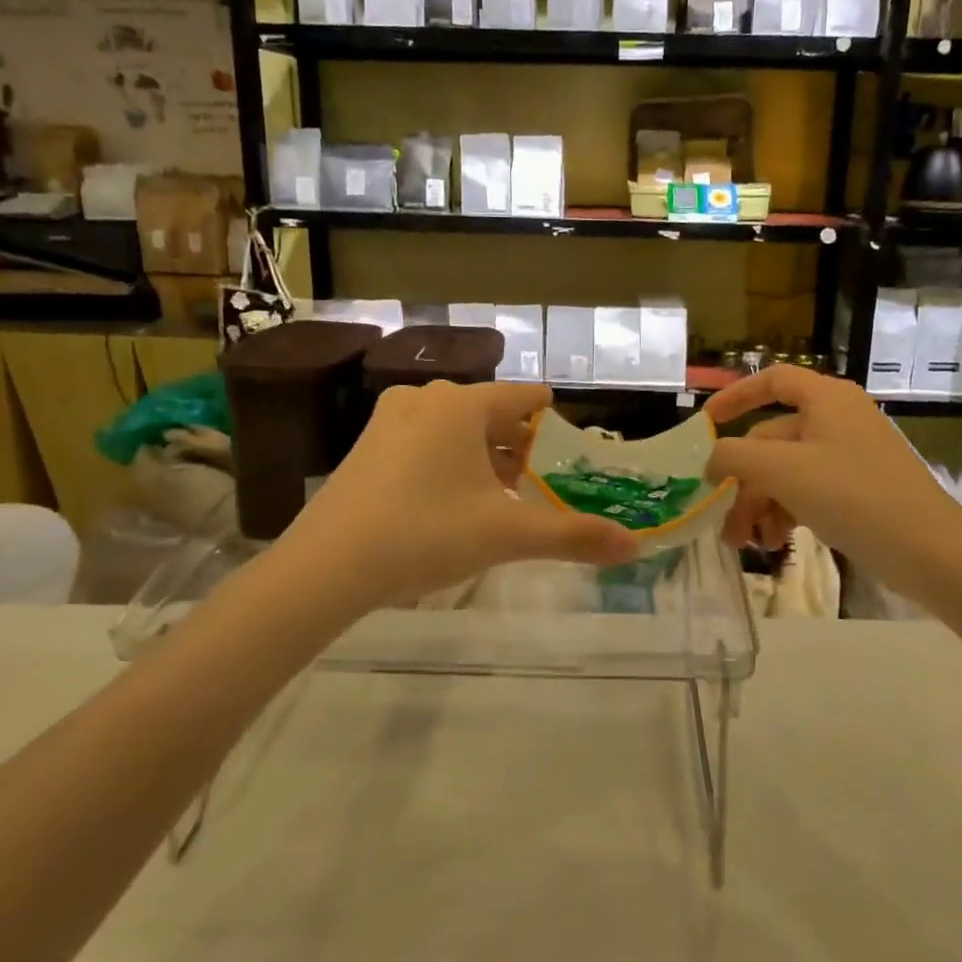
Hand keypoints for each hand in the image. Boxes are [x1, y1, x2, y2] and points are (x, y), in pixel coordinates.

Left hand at [283, 381, 637, 609]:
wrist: (326, 565)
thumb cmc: (424, 533)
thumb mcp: (504, 534)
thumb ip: (572, 536)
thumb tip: (635, 546)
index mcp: (462, 404)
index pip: (526, 396)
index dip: (555, 421)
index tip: (573, 447)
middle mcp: (426, 397)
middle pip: (491, 412)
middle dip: (519, 446)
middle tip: (541, 483)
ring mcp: (390, 418)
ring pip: (456, 427)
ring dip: (484, 455)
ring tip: (501, 496)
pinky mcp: (367, 444)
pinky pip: (425, 439)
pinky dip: (449, 461)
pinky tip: (451, 502)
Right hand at [703, 366, 961, 585]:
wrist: (932, 552)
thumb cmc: (853, 496)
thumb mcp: (782, 471)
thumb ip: (735, 456)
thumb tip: (712, 459)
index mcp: (825, 399)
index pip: (772, 380)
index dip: (735, 396)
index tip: (706, 422)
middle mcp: (837, 419)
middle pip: (772, 438)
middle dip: (744, 480)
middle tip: (723, 519)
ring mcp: (850, 455)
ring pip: (787, 470)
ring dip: (761, 502)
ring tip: (747, 542)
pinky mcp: (860, 488)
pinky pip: (810, 490)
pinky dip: (787, 511)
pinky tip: (776, 541)